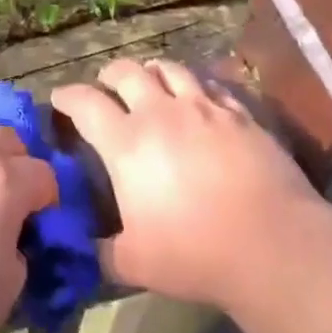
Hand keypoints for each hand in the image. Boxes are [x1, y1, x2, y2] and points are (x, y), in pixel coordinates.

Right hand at [53, 57, 321, 312]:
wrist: (272, 243)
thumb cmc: (195, 254)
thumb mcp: (134, 264)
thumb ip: (102, 251)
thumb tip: (84, 248)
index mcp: (126, 143)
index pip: (85, 103)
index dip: (67, 97)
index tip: (59, 98)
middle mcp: (160, 112)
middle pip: (126, 72)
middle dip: (109, 75)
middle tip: (105, 86)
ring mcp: (202, 107)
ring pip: (169, 68)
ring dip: (151, 71)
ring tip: (149, 79)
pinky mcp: (238, 112)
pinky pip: (209, 83)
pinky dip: (193, 84)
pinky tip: (196, 96)